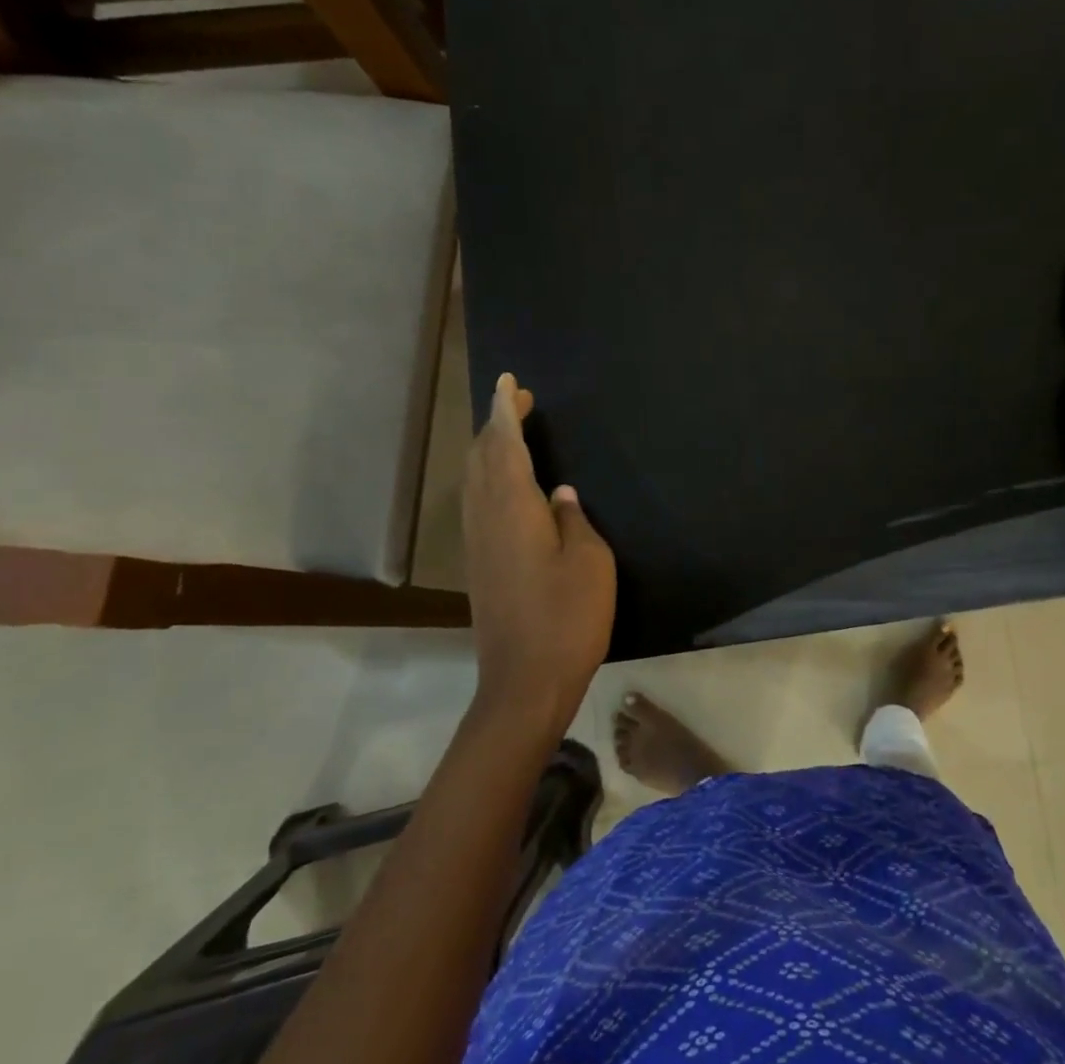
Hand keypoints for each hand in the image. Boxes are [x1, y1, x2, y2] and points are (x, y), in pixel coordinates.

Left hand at [463, 373, 616, 730]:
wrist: (525, 681)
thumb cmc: (567, 617)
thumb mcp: (589, 562)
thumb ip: (574, 521)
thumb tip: (561, 496)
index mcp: (513, 507)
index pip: (505, 444)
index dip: (506, 410)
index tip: (509, 382)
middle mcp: (486, 517)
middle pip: (483, 457)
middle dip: (497, 424)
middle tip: (520, 403)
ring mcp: (477, 543)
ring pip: (475, 480)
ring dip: (490, 449)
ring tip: (511, 433)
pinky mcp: (479, 564)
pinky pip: (478, 501)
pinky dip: (489, 477)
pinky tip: (506, 485)